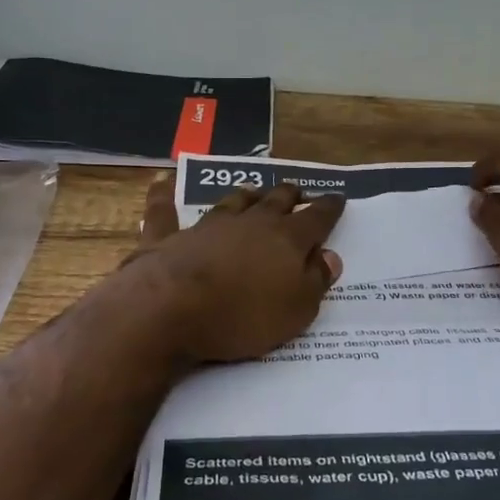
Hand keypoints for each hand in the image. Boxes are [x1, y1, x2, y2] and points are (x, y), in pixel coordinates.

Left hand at [125, 177, 345, 363]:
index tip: (338, 198)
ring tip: (252, 191)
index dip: (329, 207)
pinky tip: (161, 182)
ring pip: (231, 202)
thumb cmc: (243, 316)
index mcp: (287, 240)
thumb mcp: (296, 311)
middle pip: (275, 201)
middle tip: (297, 191)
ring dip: (245, 196)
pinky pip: (164, 210)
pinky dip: (164, 195)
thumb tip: (330, 256)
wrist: (171, 311)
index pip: (317, 218)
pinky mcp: (167, 237)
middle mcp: (249, 223)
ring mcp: (206, 226)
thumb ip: (315, 281)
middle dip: (290, 195)